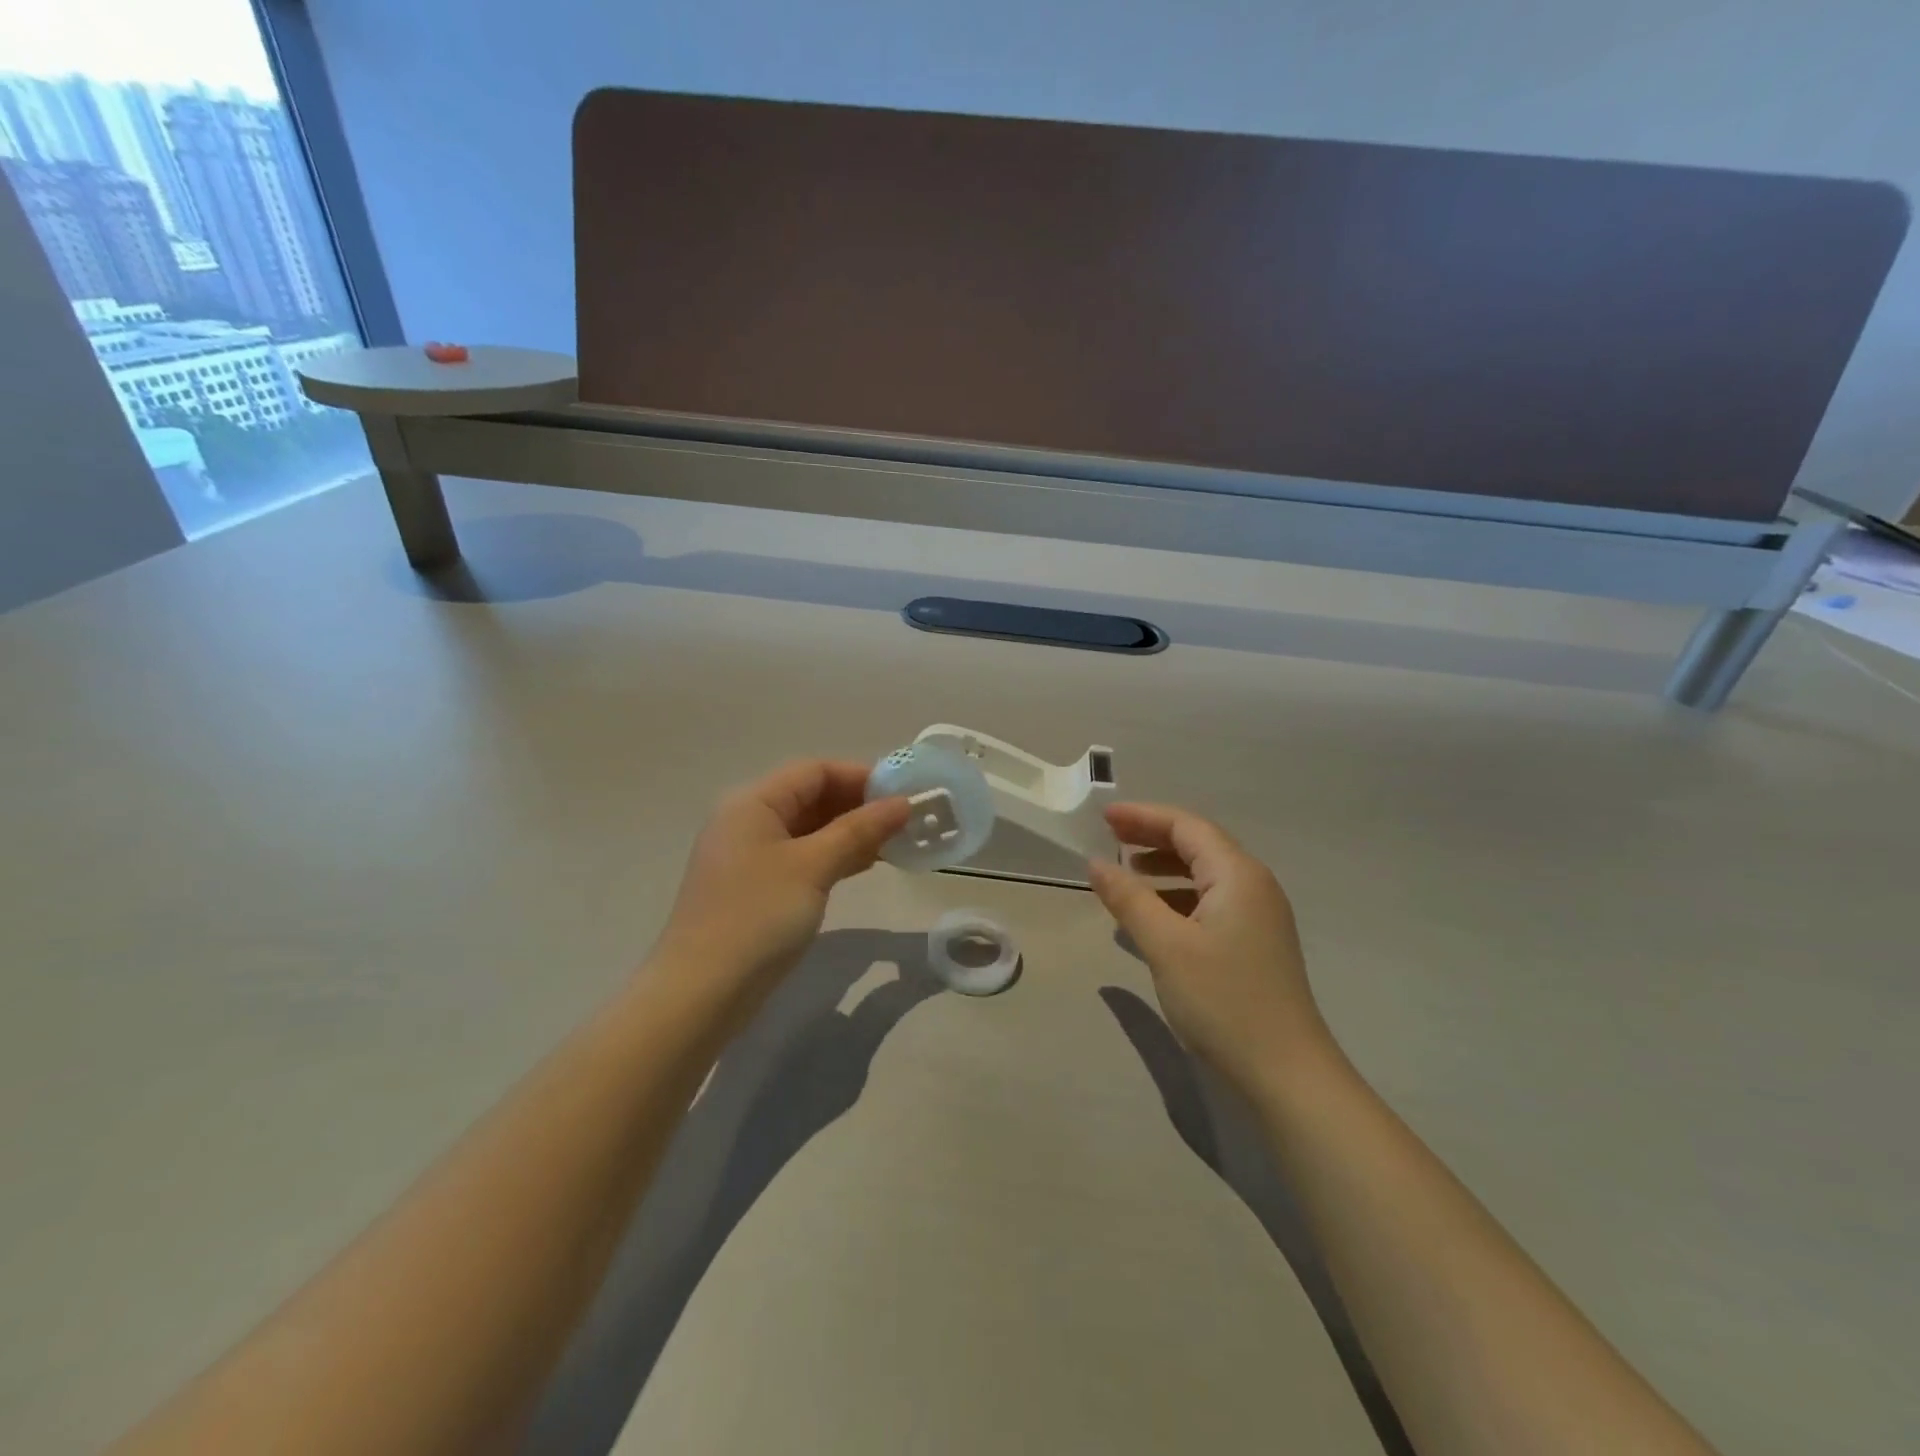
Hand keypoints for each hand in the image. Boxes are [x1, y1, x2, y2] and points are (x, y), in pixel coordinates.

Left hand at [649, 761, 908, 1020]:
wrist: (700, 994)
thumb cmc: (757, 917)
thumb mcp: (812, 867)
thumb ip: (859, 830)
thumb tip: (903, 804)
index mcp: (754, 802)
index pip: (815, 771)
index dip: (861, 776)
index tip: (904, 793)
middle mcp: (749, 820)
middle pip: (812, 796)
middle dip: (859, 804)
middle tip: (907, 819)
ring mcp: (751, 856)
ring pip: (810, 829)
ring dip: (851, 832)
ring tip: (897, 841)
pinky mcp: (758, 887)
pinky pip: (803, 857)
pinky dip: (834, 856)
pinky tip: (867, 864)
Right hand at [1089, 803, 1336, 1095]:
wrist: (1286, 1074)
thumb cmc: (1223, 1001)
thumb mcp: (1166, 946)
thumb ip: (1129, 898)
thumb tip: (1096, 862)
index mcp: (1237, 875)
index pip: (1187, 827)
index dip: (1143, 816)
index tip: (1103, 816)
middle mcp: (1253, 886)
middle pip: (1198, 845)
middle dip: (1152, 837)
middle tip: (1109, 837)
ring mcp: (1258, 916)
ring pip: (1204, 875)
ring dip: (1164, 868)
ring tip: (1125, 874)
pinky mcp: (1255, 944)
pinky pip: (1210, 903)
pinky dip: (1177, 899)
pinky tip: (1152, 918)